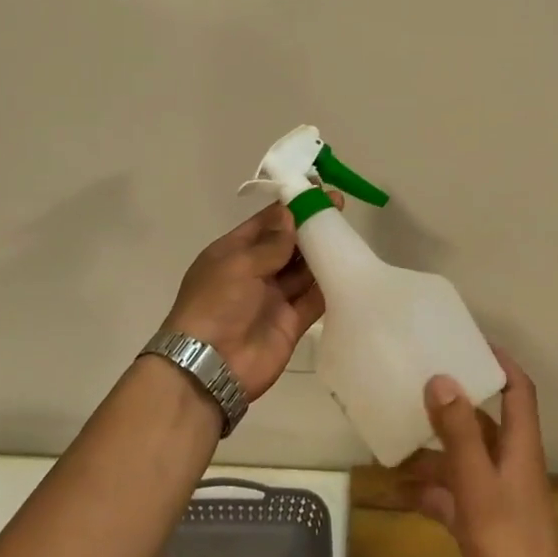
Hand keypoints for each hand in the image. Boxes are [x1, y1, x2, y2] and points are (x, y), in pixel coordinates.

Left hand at [157, 199, 337, 401]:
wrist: (209, 367)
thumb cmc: (216, 305)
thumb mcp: (238, 265)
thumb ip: (270, 243)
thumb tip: (290, 214)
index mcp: (233, 252)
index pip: (266, 223)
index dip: (290, 206)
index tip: (316, 189)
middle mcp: (254, 272)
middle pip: (287, 244)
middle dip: (310, 226)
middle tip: (339, 207)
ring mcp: (273, 298)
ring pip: (302, 270)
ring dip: (321, 252)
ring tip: (348, 232)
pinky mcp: (290, 323)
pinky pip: (312, 299)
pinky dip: (328, 286)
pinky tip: (347, 268)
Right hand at [401, 348, 557, 556]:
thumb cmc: (507, 550)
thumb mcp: (477, 485)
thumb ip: (458, 431)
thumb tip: (441, 377)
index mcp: (521, 449)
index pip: (518, 391)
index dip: (499, 363)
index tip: (467, 342)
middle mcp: (512, 467)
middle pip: (484, 423)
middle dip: (452, 406)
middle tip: (415, 386)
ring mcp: (499, 500)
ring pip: (464, 460)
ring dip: (433, 452)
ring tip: (394, 442)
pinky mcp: (484, 529)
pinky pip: (453, 496)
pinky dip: (430, 490)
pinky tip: (400, 492)